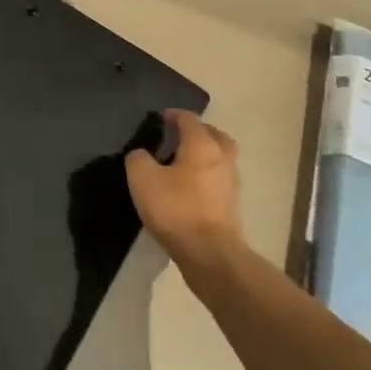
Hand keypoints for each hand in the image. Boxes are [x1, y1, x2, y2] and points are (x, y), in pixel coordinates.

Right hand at [126, 110, 245, 273]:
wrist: (210, 254)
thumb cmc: (176, 209)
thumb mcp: (143, 179)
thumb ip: (138, 159)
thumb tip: (142, 155)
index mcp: (202, 145)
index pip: (190, 119)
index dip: (175, 115)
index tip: (162, 117)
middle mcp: (222, 159)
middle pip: (215, 135)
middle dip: (199, 132)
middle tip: (180, 137)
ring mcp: (231, 184)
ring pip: (220, 159)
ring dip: (206, 156)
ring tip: (183, 164)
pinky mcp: (231, 207)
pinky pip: (219, 181)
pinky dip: (207, 178)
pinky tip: (190, 190)